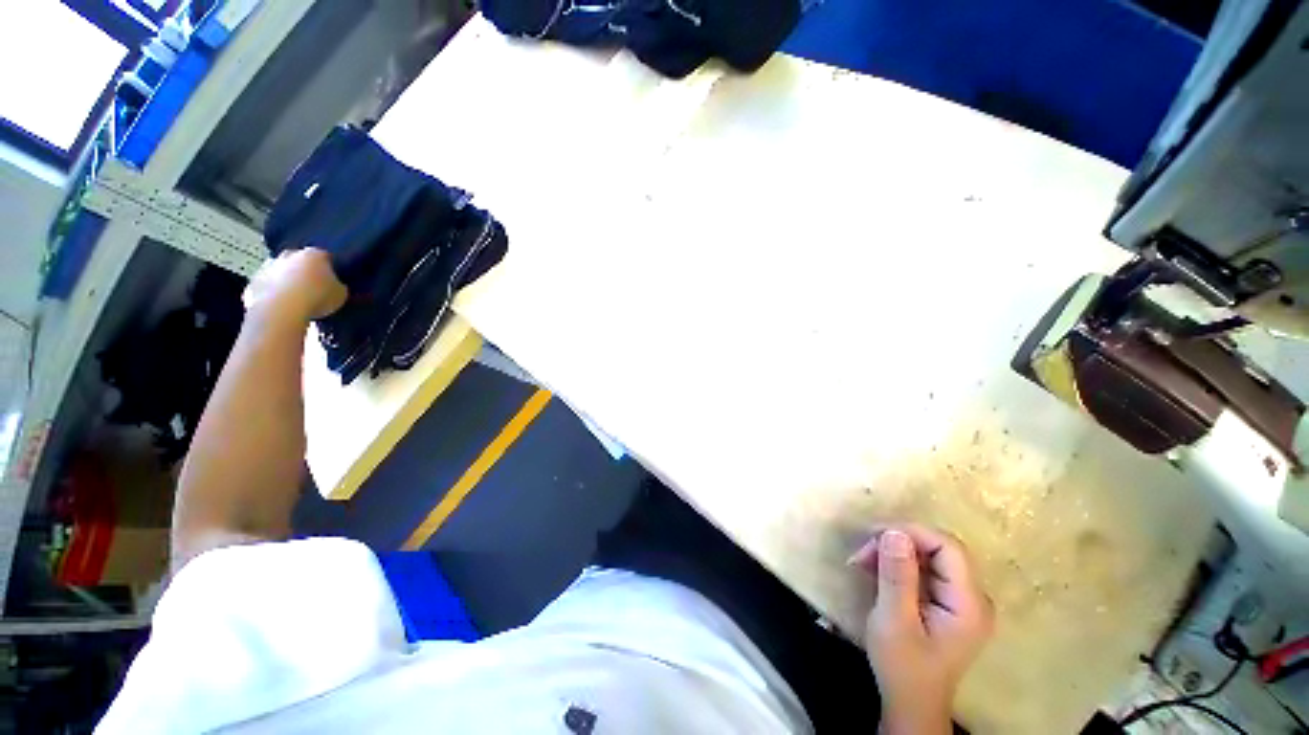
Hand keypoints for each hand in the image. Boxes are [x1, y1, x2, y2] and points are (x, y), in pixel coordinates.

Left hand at [242, 249, 346, 325]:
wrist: (281, 311)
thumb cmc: (317, 298)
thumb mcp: (342, 294)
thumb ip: (339, 286)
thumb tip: (336, 286)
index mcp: (314, 254)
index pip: (326, 257)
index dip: (331, 269)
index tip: (334, 280)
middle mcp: (289, 254)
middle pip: (299, 261)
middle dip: (306, 271)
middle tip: (315, 288)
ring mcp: (268, 268)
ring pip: (281, 272)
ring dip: (288, 281)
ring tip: (298, 300)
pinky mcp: (254, 283)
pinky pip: (267, 287)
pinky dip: (274, 294)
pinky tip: (282, 307)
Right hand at [849, 524, 993, 734]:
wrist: (911, 704)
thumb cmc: (903, 667)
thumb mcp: (894, 620)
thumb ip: (897, 576)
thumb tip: (894, 531)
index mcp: (969, 604)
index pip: (948, 547)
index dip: (912, 533)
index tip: (873, 536)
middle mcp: (973, 597)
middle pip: (939, 549)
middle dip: (898, 542)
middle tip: (863, 552)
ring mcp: (962, 600)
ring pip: (929, 556)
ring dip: (894, 552)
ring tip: (862, 561)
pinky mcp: (948, 603)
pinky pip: (925, 569)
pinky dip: (898, 564)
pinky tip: (875, 570)